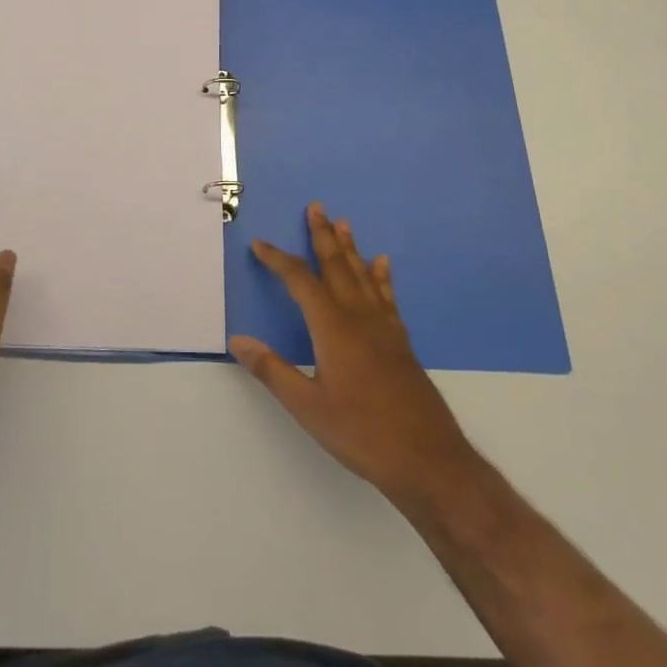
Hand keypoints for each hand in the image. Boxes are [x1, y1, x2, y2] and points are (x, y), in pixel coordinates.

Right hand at [231, 203, 475, 512]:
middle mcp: (358, 317)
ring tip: (344, 223)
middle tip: (316, 207)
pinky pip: (387, 296)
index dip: (278, 260)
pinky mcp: (400, 342)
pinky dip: (381, 276)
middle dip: (322, 236)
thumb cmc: (362, 433)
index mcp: (332, 328)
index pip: (300, 281)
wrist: (428, 460)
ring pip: (363, 276)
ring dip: (350, 248)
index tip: (260, 244)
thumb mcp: (308, 407)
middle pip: (337, 266)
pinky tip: (382, 264)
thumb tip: (238, 341)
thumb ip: (272, 371)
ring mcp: (384, 327)